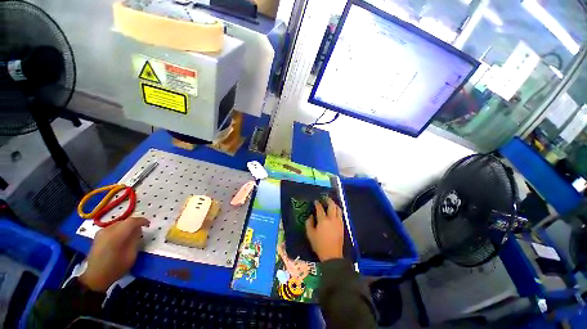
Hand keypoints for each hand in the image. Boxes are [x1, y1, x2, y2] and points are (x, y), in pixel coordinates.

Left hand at [79, 217, 149, 291]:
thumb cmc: (116, 267)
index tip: (148, 224)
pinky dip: (120, 229)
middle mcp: (108, 230)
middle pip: (125, 221)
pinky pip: (112, 228)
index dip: (142, 221)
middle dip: (134, 224)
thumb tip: (138, 230)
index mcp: (117, 235)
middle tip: (141, 231)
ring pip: (118, 224)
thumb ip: (135, 240)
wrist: (95, 277)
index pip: (132, 221)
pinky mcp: (98, 236)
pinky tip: (121, 237)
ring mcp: (101, 232)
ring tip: (131, 234)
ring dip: (127, 226)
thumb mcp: (131, 255)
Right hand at [305, 198, 343, 261]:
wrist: (332, 255)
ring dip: (334, 204)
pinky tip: (335, 212)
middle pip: (332, 206)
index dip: (317, 203)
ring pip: (338, 209)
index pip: (320, 208)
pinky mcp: (342, 226)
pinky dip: (338, 211)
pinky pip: (341, 215)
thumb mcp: (310, 234)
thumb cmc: (319, 245)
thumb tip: (311, 216)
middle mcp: (332, 219)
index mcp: (323, 220)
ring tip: (331, 203)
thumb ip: (309, 223)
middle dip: (328, 200)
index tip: (315, 201)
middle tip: (325, 198)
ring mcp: (338, 222)